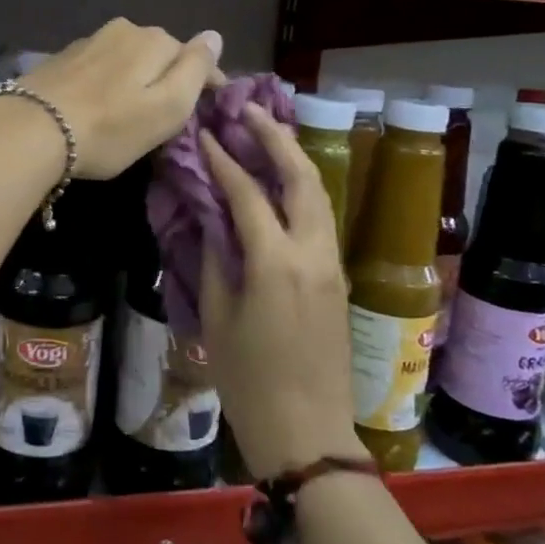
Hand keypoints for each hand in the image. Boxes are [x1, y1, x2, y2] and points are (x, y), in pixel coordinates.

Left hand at [17, 19, 222, 179]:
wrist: (32, 129)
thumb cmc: (110, 126)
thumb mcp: (167, 107)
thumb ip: (196, 69)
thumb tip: (214, 35)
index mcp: (155, 40)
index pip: (195, 56)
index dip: (207, 83)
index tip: (210, 107)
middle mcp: (124, 30)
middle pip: (160, 53)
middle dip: (168, 77)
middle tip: (167, 114)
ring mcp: (90, 41)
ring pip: (128, 58)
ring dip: (136, 78)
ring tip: (132, 110)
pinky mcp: (63, 58)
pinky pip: (101, 66)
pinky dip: (108, 81)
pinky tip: (100, 102)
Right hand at [198, 104, 362, 478]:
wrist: (307, 432)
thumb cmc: (249, 381)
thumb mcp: (218, 317)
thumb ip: (216, 258)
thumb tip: (212, 217)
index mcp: (276, 262)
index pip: (248, 192)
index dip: (224, 159)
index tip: (206, 133)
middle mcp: (312, 252)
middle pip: (301, 177)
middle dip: (276, 138)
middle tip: (249, 111)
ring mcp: (332, 263)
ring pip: (319, 194)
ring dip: (294, 159)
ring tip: (267, 134)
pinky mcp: (338, 277)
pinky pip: (321, 217)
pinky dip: (302, 189)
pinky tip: (282, 182)